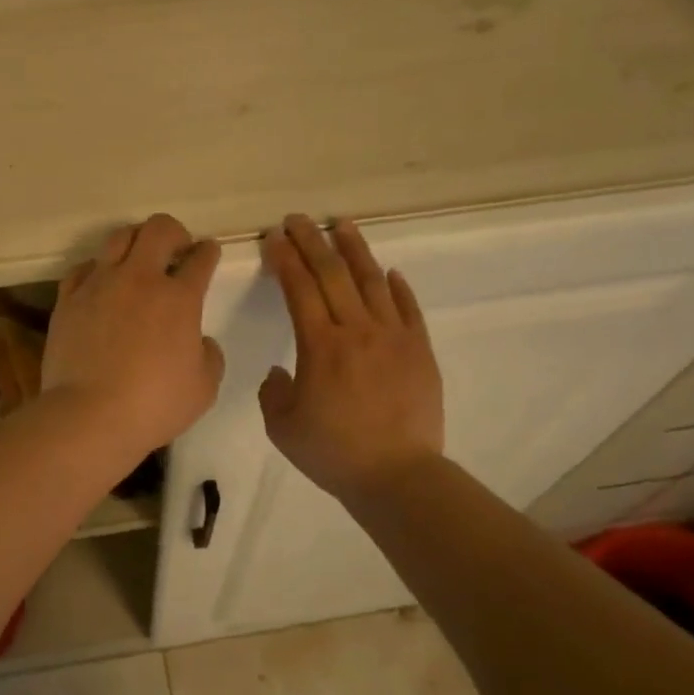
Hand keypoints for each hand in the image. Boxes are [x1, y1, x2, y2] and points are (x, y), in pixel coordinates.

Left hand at [44, 214, 225, 453]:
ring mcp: (100, 285)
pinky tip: (100, 283)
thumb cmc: (154, 405)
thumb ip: (210, 357)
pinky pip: (83, 268)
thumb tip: (200, 341)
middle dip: (174, 232)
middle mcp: (140, 279)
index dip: (208, 252)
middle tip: (176, 250)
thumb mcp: (203, 388)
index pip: (201, 259)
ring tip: (137, 259)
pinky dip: (96, 269)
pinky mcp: (68, 299)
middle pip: (159, 229)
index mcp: (180, 298)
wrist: (89, 416)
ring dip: (135, 240)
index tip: (208, 253)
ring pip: (118, 237)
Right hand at [260, 216, 444, 501]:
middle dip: (312, 241)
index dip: (285, 259)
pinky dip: (397, 287)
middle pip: (333, 273)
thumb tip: (282, 372)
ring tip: (342, 225)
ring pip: (373, 281)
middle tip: (298, 219)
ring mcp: (394, 337)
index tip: (274, 238)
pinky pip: (408, 308)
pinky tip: (389, 272)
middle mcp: (358, 330)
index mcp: (320, 346)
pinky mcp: (420, 350)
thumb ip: (274, 392)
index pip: (299, 288)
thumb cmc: (333, 452)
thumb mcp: (282, 426)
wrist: (397, 475)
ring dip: (355, 249)